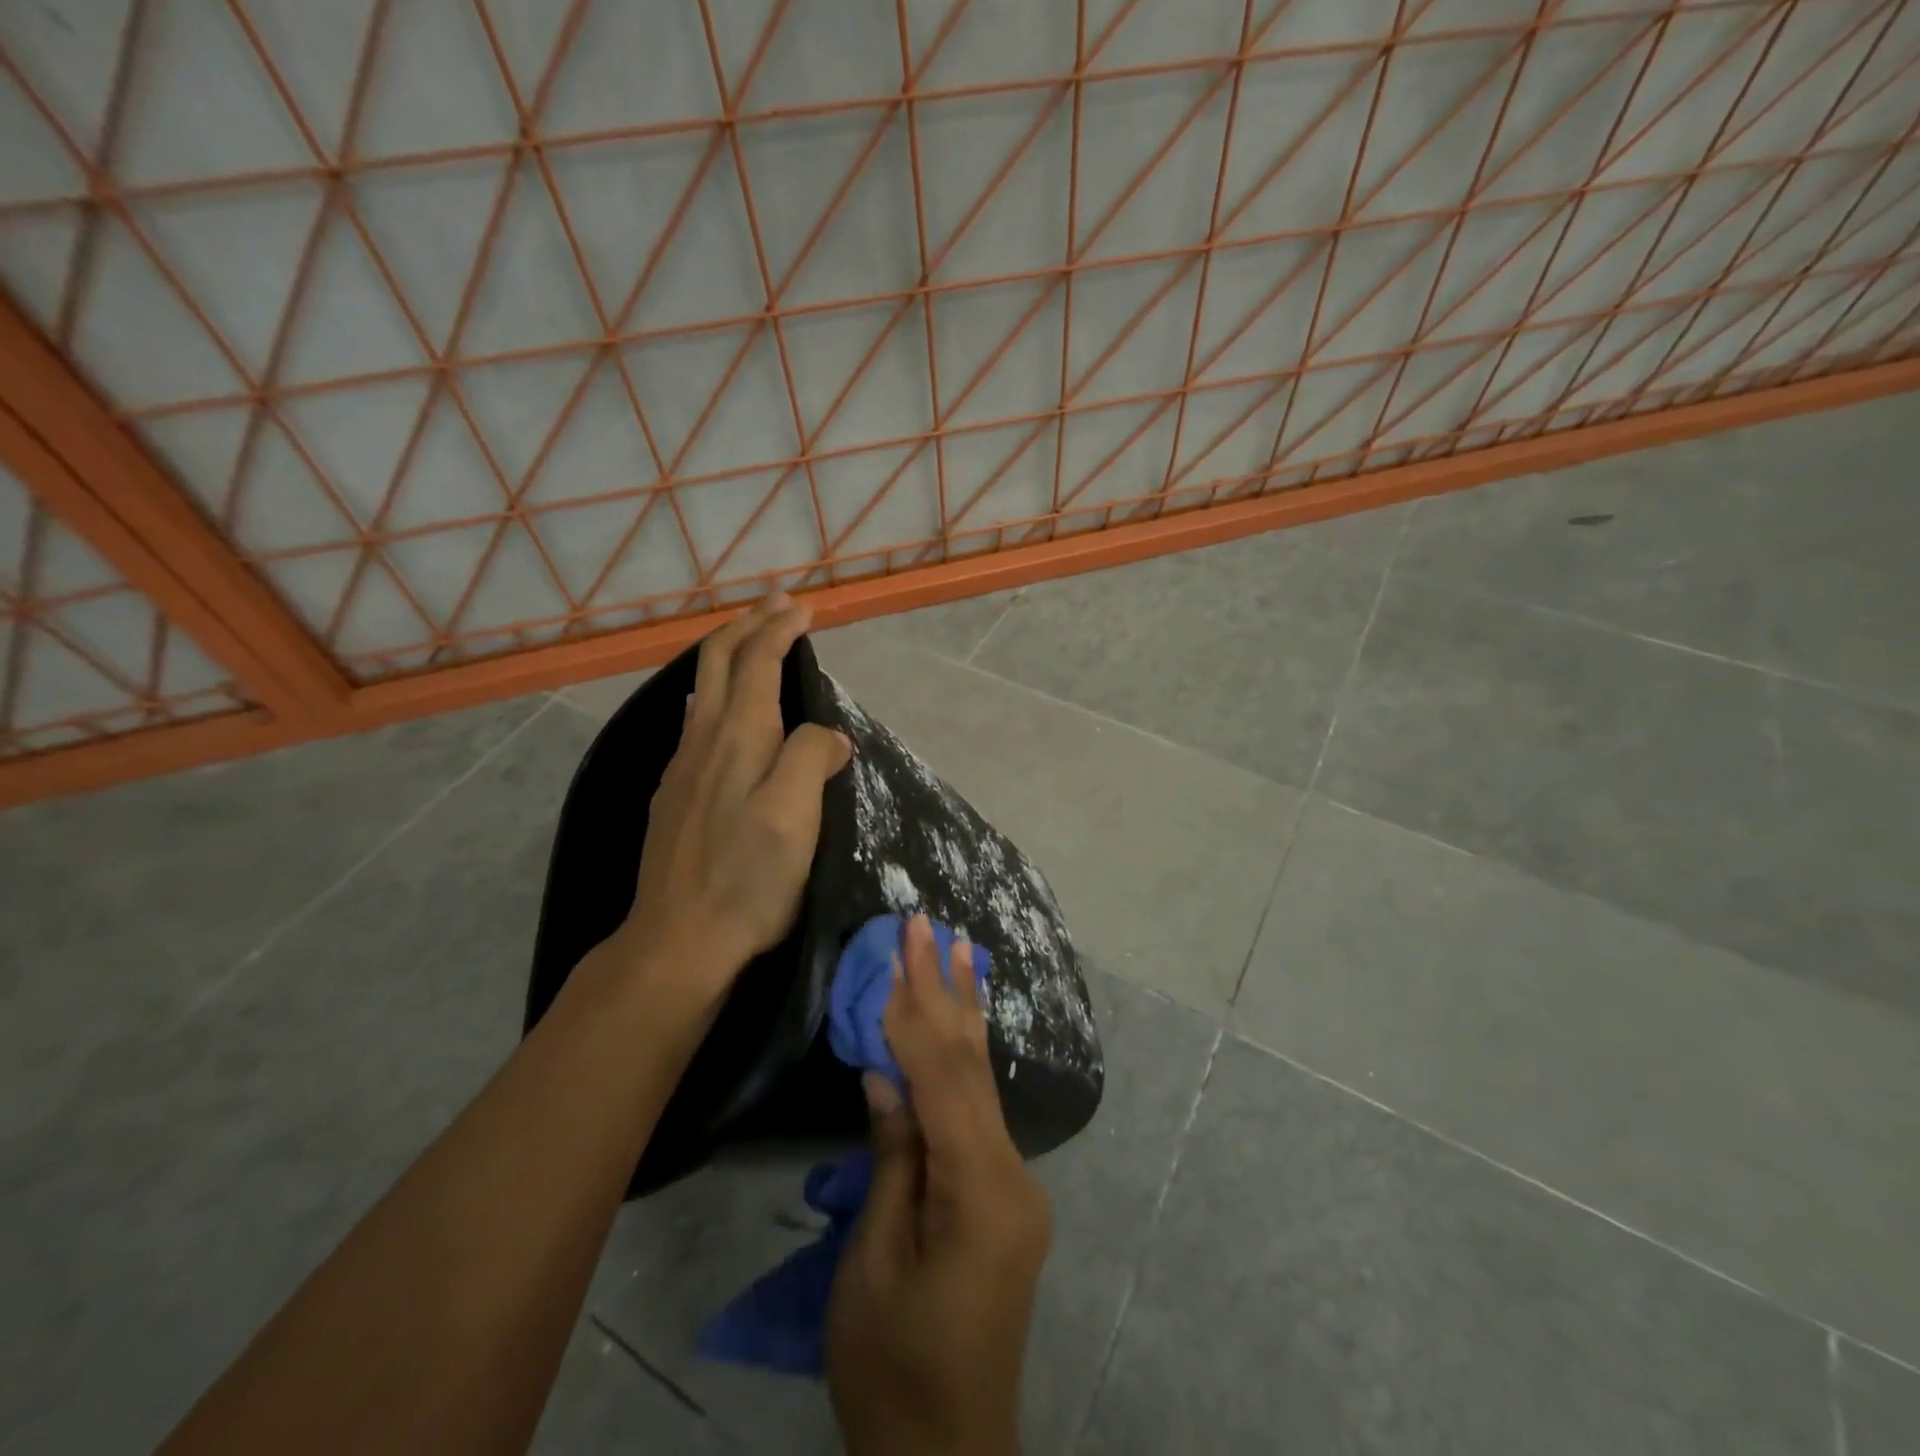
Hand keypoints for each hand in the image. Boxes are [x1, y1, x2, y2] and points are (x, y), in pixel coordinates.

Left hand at [616, 593, 851, 1007]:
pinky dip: (717, 693)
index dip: (779, 629)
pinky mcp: (675, 795)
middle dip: (748, 626)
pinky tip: (722, 710)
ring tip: (754, 644)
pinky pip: (696, 721)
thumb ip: (810, 759)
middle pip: (719, 662)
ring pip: (702, 689)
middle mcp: (703, 740)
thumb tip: (827, 735)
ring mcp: (682, 768)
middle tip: (777, 605)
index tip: (803, 608)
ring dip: (730, 655)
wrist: (678, 940)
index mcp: (738, 737)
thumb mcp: (795, 817)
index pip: (757, 662)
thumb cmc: (747, 879)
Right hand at [826, 916, 1052, 1455]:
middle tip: (934, 925)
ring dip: (963, 1012)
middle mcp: (1012, 1173)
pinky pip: (979, 1112)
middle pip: (971, 1065)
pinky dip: (963, 1061)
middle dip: (947, 989)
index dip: (915, 1008)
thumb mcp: (875, 1264)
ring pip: (982, 1082)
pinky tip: (963, 1027)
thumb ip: (892, 1159)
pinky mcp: (1005, 1195)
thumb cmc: (894, 1367)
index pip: (942, 1076)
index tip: (901, 947)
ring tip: (960, 952)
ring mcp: (1015, 1183)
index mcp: (981, 1190)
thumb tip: (884, 1072)